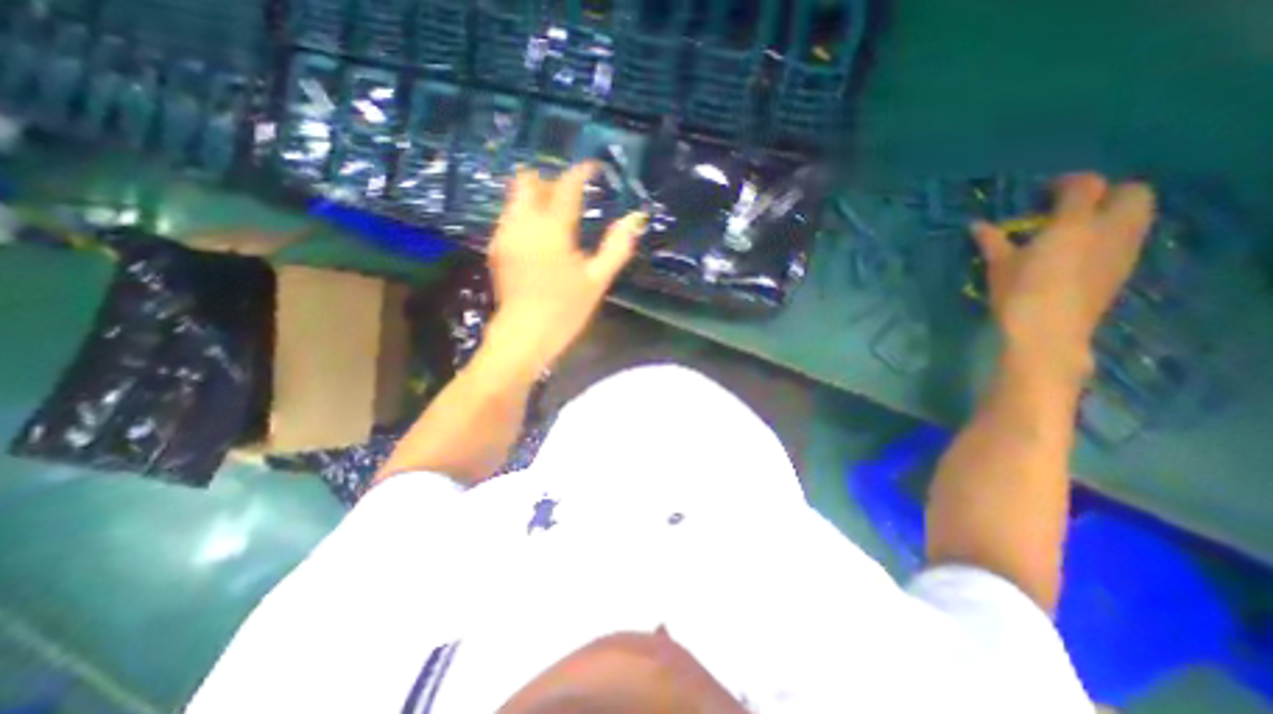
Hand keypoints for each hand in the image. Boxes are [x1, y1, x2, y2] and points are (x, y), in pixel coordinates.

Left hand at [486, 161, 651, 372]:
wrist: (525, 335)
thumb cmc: (566, 310)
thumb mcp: (597, 280)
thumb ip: (617, 247)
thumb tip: (635, 219)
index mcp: (552, 229)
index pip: (566, 186)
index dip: (581, 172)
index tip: (592, 169)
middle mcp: (523, 223)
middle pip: (528, 181)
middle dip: (550, 181)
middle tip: (569, 197)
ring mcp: (505, 234)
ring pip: (515, 198)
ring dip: (536, 198)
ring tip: (556, 218)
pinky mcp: (496, 248)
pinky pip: (509, 216)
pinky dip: (525, 215)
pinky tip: (540, 238)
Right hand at [978, 173, 1155, 376]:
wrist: (1048, 332)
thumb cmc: (1018, 294)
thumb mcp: (998, 266)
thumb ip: (992, 241)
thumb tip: (975, 224)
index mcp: (1074, 223)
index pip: (1085, 186)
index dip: (1067, 183)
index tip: (1045, 192)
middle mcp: (1110, 229)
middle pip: (1132, 192)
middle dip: (1105, 193)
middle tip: (1070, 208)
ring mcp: (1124, 249)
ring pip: (1137, 214)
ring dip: (1113, 213)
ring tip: (1076, 229)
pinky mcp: (1124, 268)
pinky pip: (1129, 238)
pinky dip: (1111, 235)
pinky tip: (1081, 252)